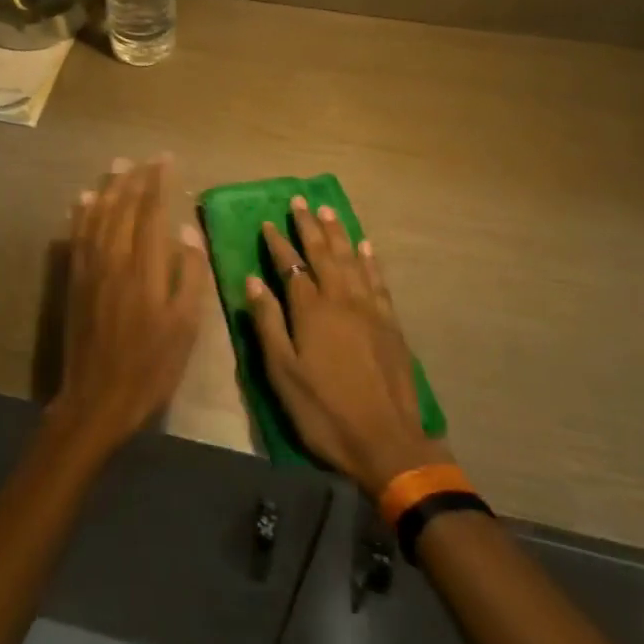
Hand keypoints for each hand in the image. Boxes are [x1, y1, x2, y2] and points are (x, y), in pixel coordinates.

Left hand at [51, 155, 207, 455]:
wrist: (97, 398)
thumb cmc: (151, 366)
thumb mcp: (185, 326)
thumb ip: (189, 275)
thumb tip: (187, 231)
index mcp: (144, 268)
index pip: (151, 212)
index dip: (159, 183)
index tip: (166, 160)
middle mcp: (114, 258)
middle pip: (122, 207)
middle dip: (135, 179)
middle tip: (145, 158)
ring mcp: (90, 268)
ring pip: (97, 215)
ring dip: (108, 188)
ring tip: (117, 166)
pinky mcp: (75, 280)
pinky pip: (77, 236)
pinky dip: (81, 213)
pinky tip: (83, 199)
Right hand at [244, 196, 448, 494]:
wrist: (386, 443)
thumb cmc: (324, 411)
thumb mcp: (283, 373)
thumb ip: (268, 323)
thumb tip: (253, 280)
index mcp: (311, 310)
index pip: (290, 266)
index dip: (278, 243)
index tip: (268, 221)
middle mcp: (340, 299)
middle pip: (323, 253)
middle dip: (308, 226)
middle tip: (300, 200)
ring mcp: (369, 309)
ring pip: (351, 259)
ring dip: (338, 233)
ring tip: (328, 211)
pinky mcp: (390, 323)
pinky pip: (377, 280)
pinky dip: (370, 260)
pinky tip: (365, 246)